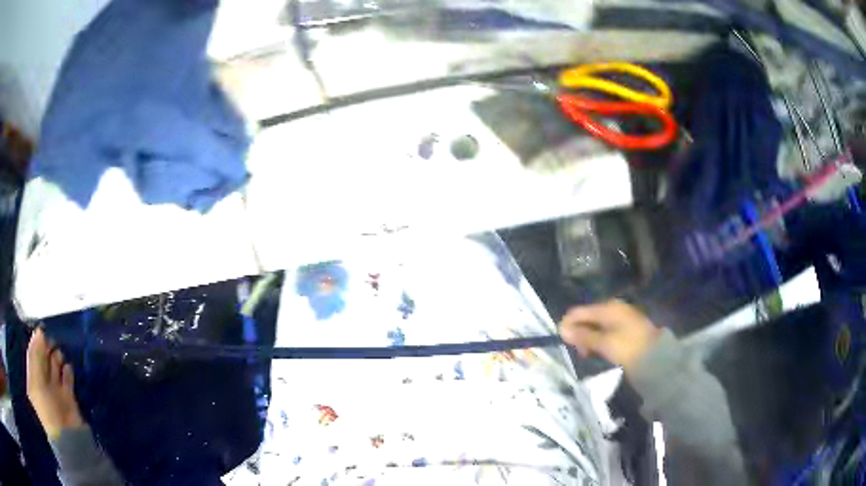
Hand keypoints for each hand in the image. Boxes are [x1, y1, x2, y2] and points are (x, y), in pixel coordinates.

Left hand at [26, 328, 83, 439]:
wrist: (68, 438)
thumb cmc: (47, 408)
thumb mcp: (37, 381)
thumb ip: (36, 356)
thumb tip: (39, 331)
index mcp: (34, 379)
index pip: (33, 355)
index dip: (36, 343)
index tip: (41, 330)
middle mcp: (43, 383)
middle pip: (43, 360)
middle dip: (47, 349)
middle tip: (51, 342)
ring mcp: (56, 391)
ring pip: (55, 367)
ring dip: (56, 358)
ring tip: (59, 355)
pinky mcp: (68, 397)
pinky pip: (67, 379)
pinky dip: (67, 371)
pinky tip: (67, 367)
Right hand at [560, 299, 661, 372]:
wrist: (655, 357)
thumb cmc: (628, 347)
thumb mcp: (603, 343)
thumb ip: (583, 336)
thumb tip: (562, 329)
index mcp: (607, 307)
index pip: (579, 311)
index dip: (568, 324)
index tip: (562, 342)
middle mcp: (613, 308)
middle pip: (587, 318)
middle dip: (579, 333)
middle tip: (580, 352)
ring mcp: (620, 318)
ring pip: (595, 326)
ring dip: (588, 339)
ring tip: (588, 354)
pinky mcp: (625, 329)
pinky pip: (605, 332)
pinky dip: (598, 341)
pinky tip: (599, 352)